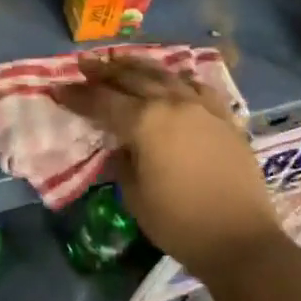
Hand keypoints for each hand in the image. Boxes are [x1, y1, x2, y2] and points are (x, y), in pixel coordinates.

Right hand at [53, 54, 280, 283]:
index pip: (102, 101)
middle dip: (104, 71)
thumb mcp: (135, 196)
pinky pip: (196, 87)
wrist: (241, 240)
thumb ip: (123, 162)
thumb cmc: (180, 223)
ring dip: (138, 66)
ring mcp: (201, 106)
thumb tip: (122, 146)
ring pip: (164, 74)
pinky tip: (171, 79)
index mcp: (145, 122)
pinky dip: (177, 79)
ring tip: (121, 60)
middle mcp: (171, 103)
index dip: (78, 95)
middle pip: (132, 78)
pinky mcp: (223, 117)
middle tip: (84, 65)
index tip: (59, 89)